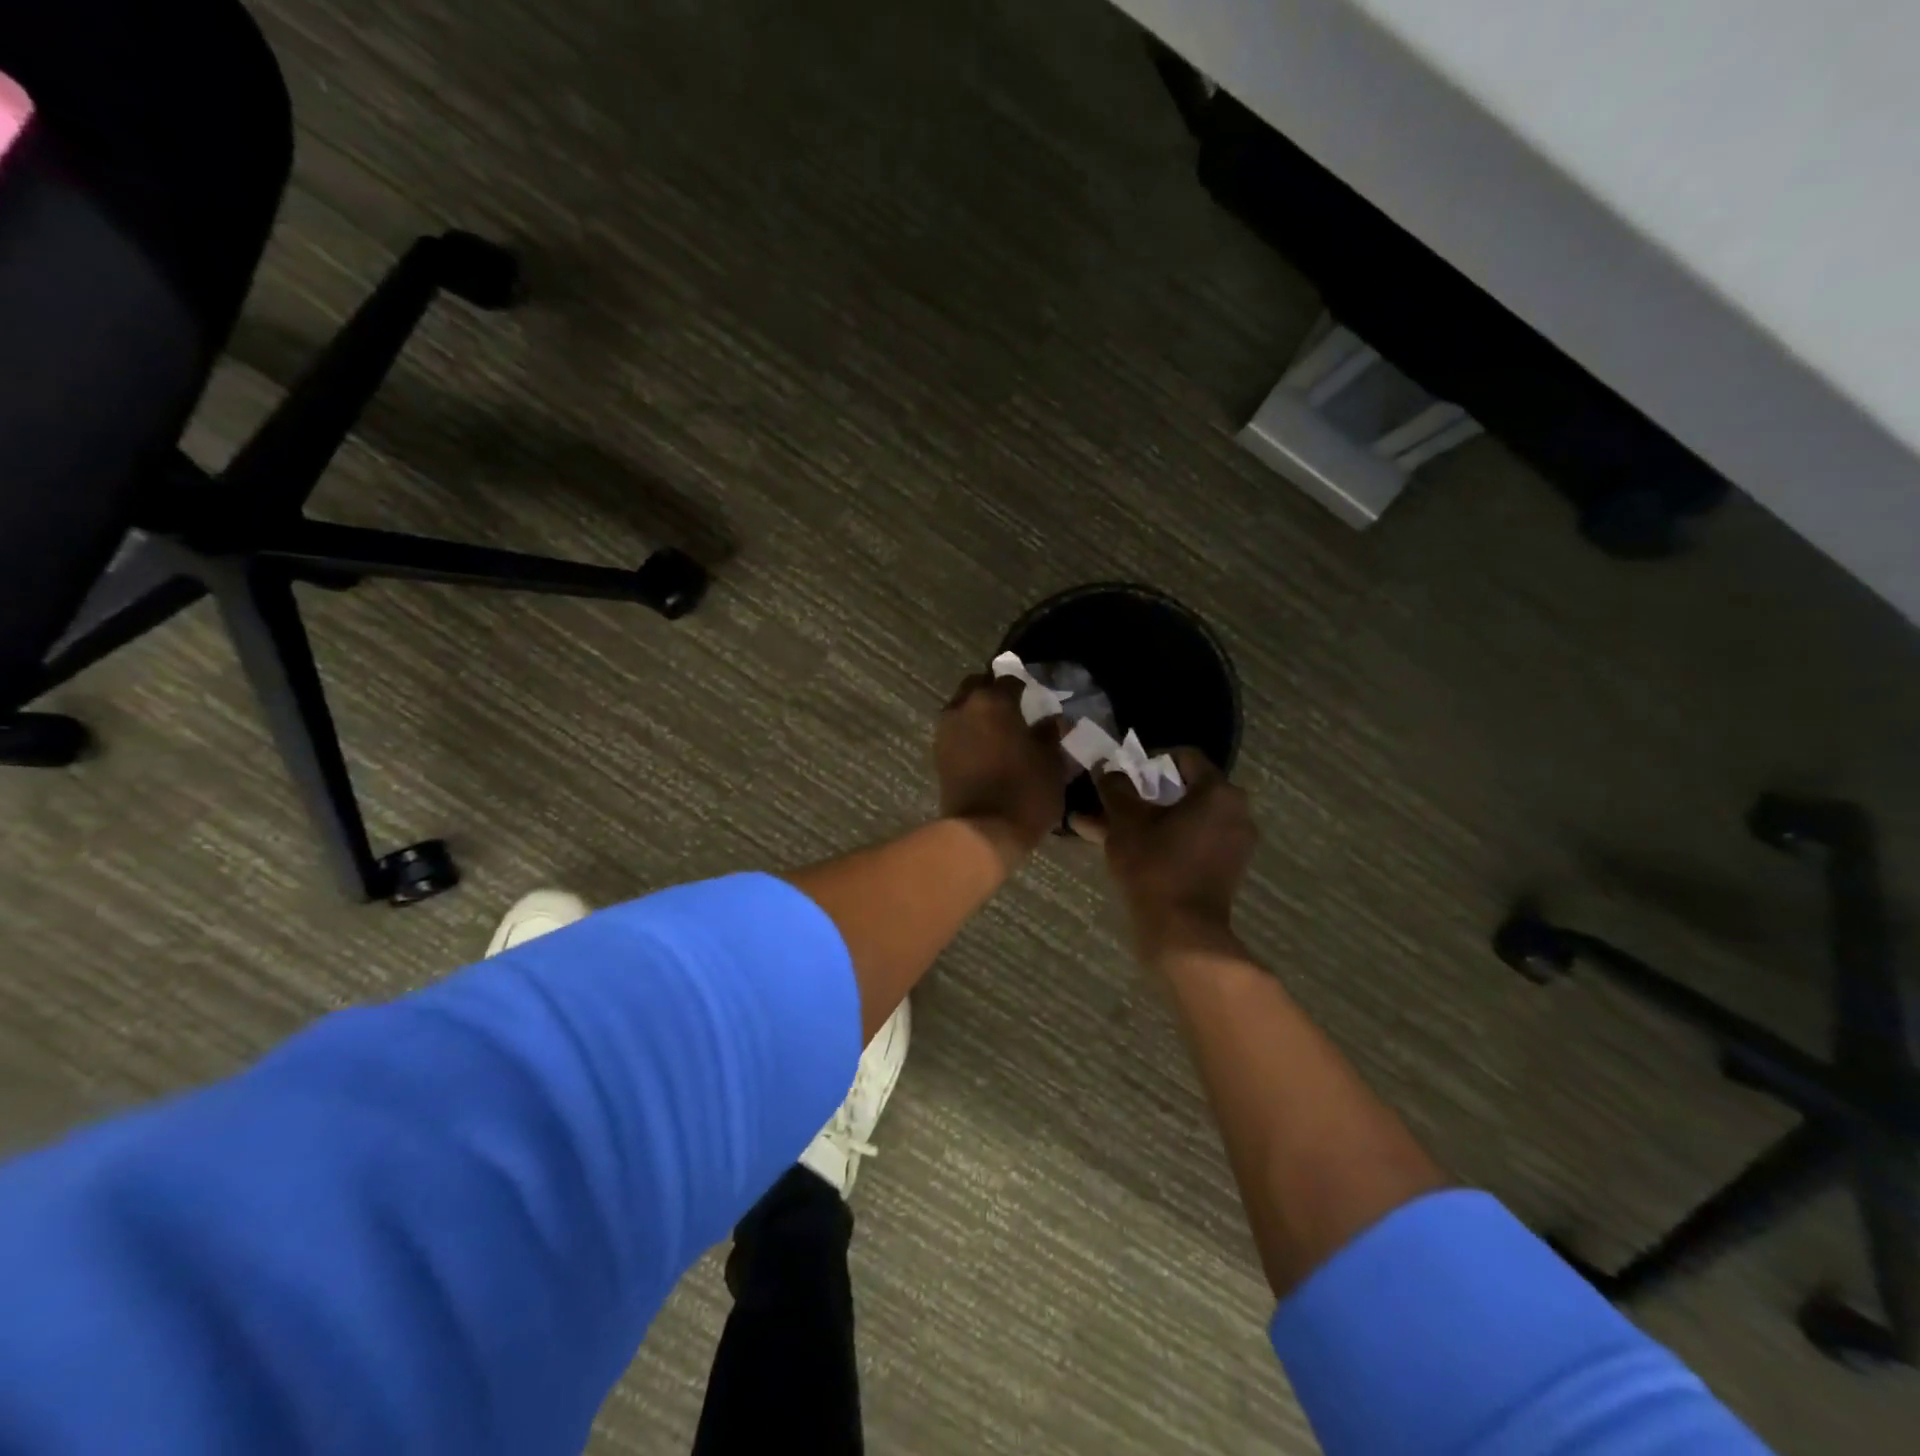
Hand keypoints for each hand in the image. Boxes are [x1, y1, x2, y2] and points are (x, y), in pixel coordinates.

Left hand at [935, 674, 1070, 863]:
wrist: (982, 832)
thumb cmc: (1025, 792)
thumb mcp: (1051, 762)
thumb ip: (1049, 735)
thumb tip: (1052, 720)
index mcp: (993, 700)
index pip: (1010, 680)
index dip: (1025, 688)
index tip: (1036, 700)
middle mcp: (963, 707)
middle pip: (978, 686)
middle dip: (994, 693)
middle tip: (1014, 710)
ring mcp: (945, 731)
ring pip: (962, 708)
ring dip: (978, 713)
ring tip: (1000, 732)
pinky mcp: (937, 755)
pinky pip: (955, 732)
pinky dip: (969, 734)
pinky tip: (987, 749)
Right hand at [1090, 749, 1257, 957]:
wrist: (1183, 932)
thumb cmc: (1155, 866)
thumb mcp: (1126, 821)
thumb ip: (1116, 788)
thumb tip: (1107, 768)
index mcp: (1218, 792)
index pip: (1185, 757)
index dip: (1151, 760)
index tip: (1125, 774)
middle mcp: (1236, 812)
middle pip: (1186, 789)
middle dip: (1146, 794)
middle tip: (1116, 801)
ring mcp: (1235, 843)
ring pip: (1187, 818)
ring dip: (1151, 819)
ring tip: (1112, 828)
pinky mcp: (1228, 869)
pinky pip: (1194, 841)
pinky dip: (1167, 840)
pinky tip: (1131, 850)